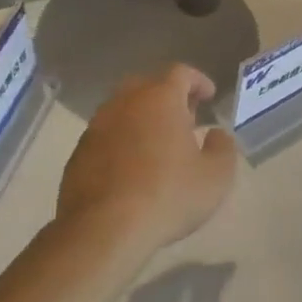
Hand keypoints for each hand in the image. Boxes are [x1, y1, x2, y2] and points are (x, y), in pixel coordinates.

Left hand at [57, 65, 237, 252]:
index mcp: (160, 99)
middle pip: (147, 85)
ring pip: (123, 109)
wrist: (104, 228)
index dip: (197, 81)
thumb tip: (216, 134)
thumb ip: (222, 148)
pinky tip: (132, 167)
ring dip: (142, 119)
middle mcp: (124, 103)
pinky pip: (106, 135)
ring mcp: (97, 126)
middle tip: (184, 118)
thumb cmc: (168, 195)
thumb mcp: (216, 176)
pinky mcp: (79, 152)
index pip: (180, 72)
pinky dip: (122, 141)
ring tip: (158, 144)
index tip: (209, 96)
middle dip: (168, 96)